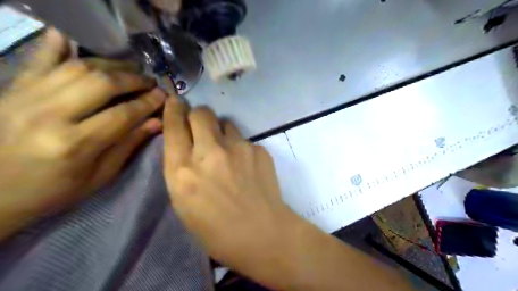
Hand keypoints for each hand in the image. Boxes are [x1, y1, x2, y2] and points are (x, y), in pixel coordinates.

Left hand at [0, 28, 164, 239]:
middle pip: (102, 84)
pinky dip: (56, 44)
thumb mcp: (100, 176)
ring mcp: (25, 97)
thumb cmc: (53, 191)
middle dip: (133, 79)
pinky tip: (72, 37)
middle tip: (149, 81)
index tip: (164, 95)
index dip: (148, 102)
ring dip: (111, 64)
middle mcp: (50, 115)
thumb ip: (128, 145)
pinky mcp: (11, 89)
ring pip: (78, 67)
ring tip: (129, 68)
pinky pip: (38, 59)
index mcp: (75, 145)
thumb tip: (156, 122)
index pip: (123, 114)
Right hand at [163, 97, 414, 290]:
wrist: (262, 233)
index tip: (175, 101)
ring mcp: (238, 148)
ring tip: (227, 152)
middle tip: (202, 128)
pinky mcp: (259, 149)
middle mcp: (209, 152)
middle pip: (201, 112)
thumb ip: (181, 169)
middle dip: (198, 115)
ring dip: (221, 132)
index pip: (174, 126)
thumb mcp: (184, 203)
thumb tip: (187, 145)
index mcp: (183, 171)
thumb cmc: (216, 230)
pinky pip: (244, 140)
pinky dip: (241, 148)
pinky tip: (246, 167)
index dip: (173, 110)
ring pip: (225, 122)